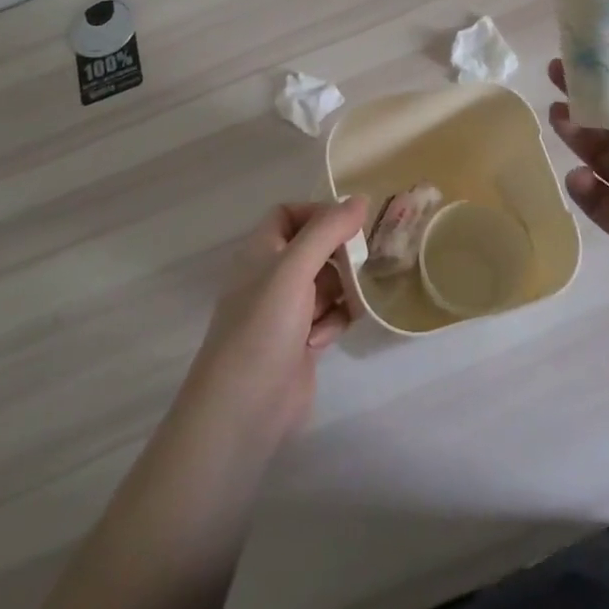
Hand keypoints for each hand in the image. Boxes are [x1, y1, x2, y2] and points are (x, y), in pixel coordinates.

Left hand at [173, 198, 369, 459]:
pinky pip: (330, 315)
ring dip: (342, 290)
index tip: (349, 224)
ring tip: (351, 303)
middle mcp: (272, 276)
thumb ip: (327, 230)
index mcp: (261, 251)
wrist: (243, 408)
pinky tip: (326, 337)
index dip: (318, 213)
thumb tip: (360, 199)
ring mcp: (286, 311)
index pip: (289, 213)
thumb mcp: (294, 268)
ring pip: (327, 283)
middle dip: (340, 254)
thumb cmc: (263, 327)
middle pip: (314, 248)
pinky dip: (335, 320)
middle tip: (364, 262)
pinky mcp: (301, 341)